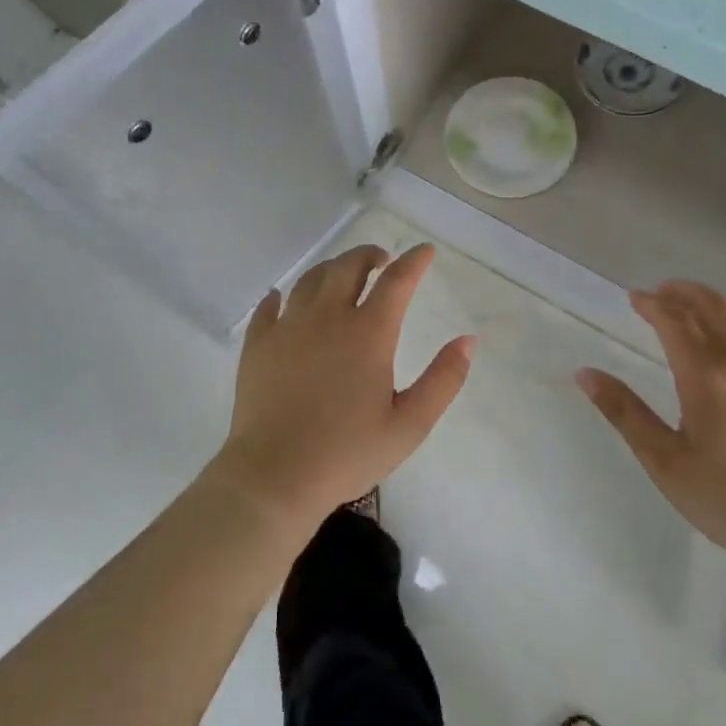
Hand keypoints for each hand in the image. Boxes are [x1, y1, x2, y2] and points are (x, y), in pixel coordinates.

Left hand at [210, 244, 474, 531]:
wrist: (275, 475)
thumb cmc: (348, 453)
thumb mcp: (409, 425)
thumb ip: (443, 380)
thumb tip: (467, 341)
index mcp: (368, 334)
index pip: (397, 282)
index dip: (414, 261)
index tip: (425, 250)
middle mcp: (327, 318)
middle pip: (348, 267)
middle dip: (369, 255)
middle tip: (381, 260)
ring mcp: (288, 328)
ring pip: (310, 280)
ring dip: (331, 269)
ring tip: (342, 275)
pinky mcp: (258, 345)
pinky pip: (269, 306)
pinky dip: (281, 296)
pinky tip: (283, 299)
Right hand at [577, 281, 725, 575]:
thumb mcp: (666, 463)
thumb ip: (626, 414)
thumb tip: (586, 374)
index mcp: (706, 375)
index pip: (674, 321)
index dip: (652, 304)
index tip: (634, 298)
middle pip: (714, 308)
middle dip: (685, 293)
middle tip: (663, 290)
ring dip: (714, 308)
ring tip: (695, 312)